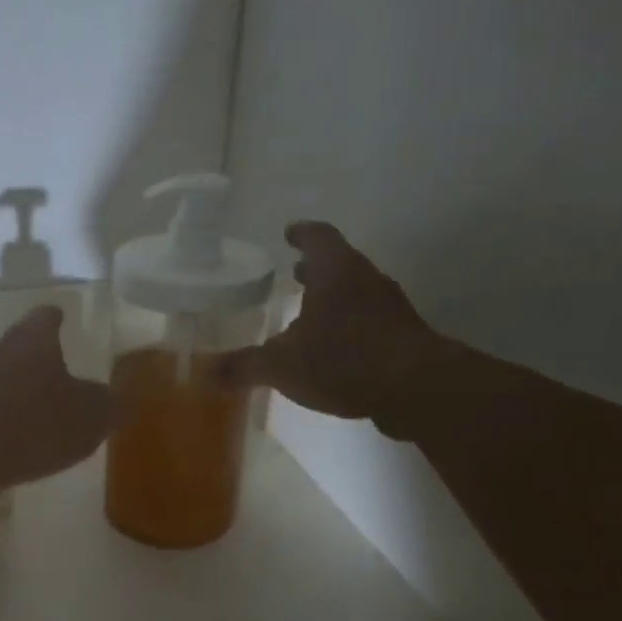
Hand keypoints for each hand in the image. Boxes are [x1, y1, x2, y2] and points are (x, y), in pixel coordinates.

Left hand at [0, 306, 112, 485]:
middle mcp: (1, 349)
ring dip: (24, 387)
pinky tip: (22, 436)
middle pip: (23, 344)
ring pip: (6, 374)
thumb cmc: (38, 423)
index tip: (65, 319)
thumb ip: (110, 405)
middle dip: (42, 357)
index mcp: (34, 337)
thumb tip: (118, 400)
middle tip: (64, 371)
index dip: (59, 317)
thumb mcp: (92, 417)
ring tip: (46, 409)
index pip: (46, 315)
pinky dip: (8, 414)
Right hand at [222, 222, 450, 437]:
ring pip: (357, 292)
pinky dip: (350, 326)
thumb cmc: (342, 360)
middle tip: (296, 274)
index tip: (289, 233)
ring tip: (310, 314)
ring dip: (334, 298)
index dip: (301, 234)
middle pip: (340, 264)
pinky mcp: (403, 335)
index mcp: (336, 272)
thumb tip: (206, 373)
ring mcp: (390, 307)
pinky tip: (335, 350)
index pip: (318, 237)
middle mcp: (366, 280)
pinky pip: (370, 321)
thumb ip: (243, 366)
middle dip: (316, 269)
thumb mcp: (281, 366)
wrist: (415, 388)